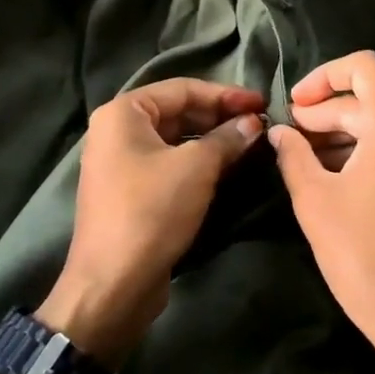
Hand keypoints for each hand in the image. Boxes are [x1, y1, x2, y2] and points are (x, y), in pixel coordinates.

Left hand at [39, 78, 265, 365]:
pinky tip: (227, 168)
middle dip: (219, 117)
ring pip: (175, 140)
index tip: (262, 103)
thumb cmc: (151, 211)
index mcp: (123, 113)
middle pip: (178, 112)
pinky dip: (197, 162)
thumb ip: (227, 138)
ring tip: (250, 144)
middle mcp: (116, 130)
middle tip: (260, 125)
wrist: (112, 285)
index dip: (226, 94)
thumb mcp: (196, 168)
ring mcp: (120, 162)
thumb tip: (253, 123)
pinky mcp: (130, 191)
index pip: (183, 89)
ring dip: (212, 140)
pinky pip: (168, 164)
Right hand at [268, 52, 374, 373]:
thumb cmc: (364, 257)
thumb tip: (280, 132)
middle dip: (327, 112)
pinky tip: (336, 175)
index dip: (324, 76)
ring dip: (345, 133)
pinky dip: (368, 151)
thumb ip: (293, 155)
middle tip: (291, 136)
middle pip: (371, 99)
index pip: (364, 67)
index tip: (296, 104)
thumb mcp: (315, 201)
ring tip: (306, 157)